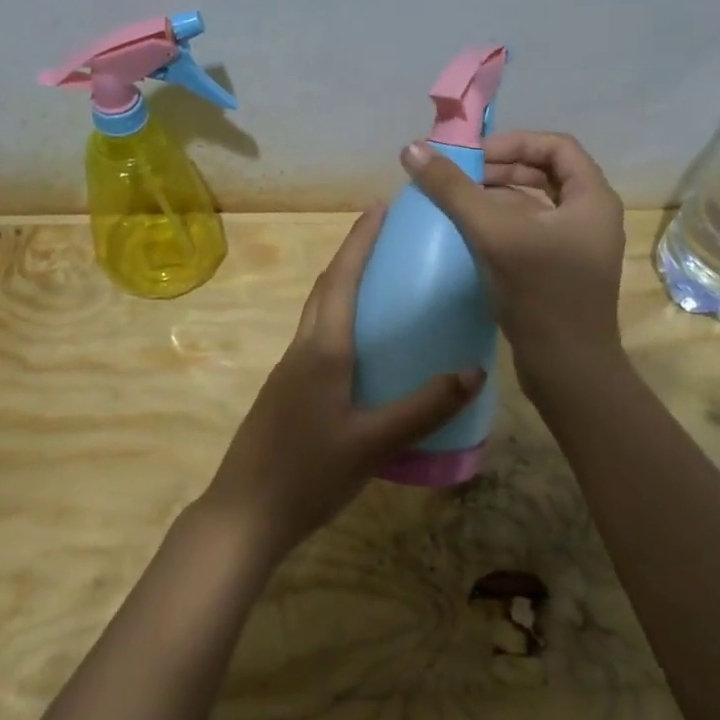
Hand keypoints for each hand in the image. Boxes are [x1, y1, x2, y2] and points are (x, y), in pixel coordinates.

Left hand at [200, 204, 484, 563]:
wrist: (245, 513)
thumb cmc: (308, 473)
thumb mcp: (374, 442)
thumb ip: (424, 407)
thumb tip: (475, 372)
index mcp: (322, 350)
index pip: (342, 279)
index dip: (360, 240)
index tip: (378, 206)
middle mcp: (302, 349)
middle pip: (326, 288)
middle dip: (352, 254)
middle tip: (385, 235)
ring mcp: (289, 372)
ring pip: (318, 314)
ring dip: (342, 286)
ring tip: (379, 283)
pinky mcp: (286, 393)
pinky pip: (316, 340)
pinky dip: (339, 322)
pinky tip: (361, 348)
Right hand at [400, 131, 626, 380]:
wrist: (567, 369)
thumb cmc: (540, 293)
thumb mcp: (494, 233)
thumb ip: (453, 190)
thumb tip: (412, 148)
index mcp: (592, 199)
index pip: (556, 146)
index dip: (513, 142)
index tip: (472, 155)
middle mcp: (590, 217)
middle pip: (544, 174)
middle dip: (500, 170)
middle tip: (458, 177)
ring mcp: (577, 247)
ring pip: (535, 206)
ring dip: (497, 198)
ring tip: (457, 202)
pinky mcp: (560, 272)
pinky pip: (530, 233)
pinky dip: (502, 226)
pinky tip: (469, 235)